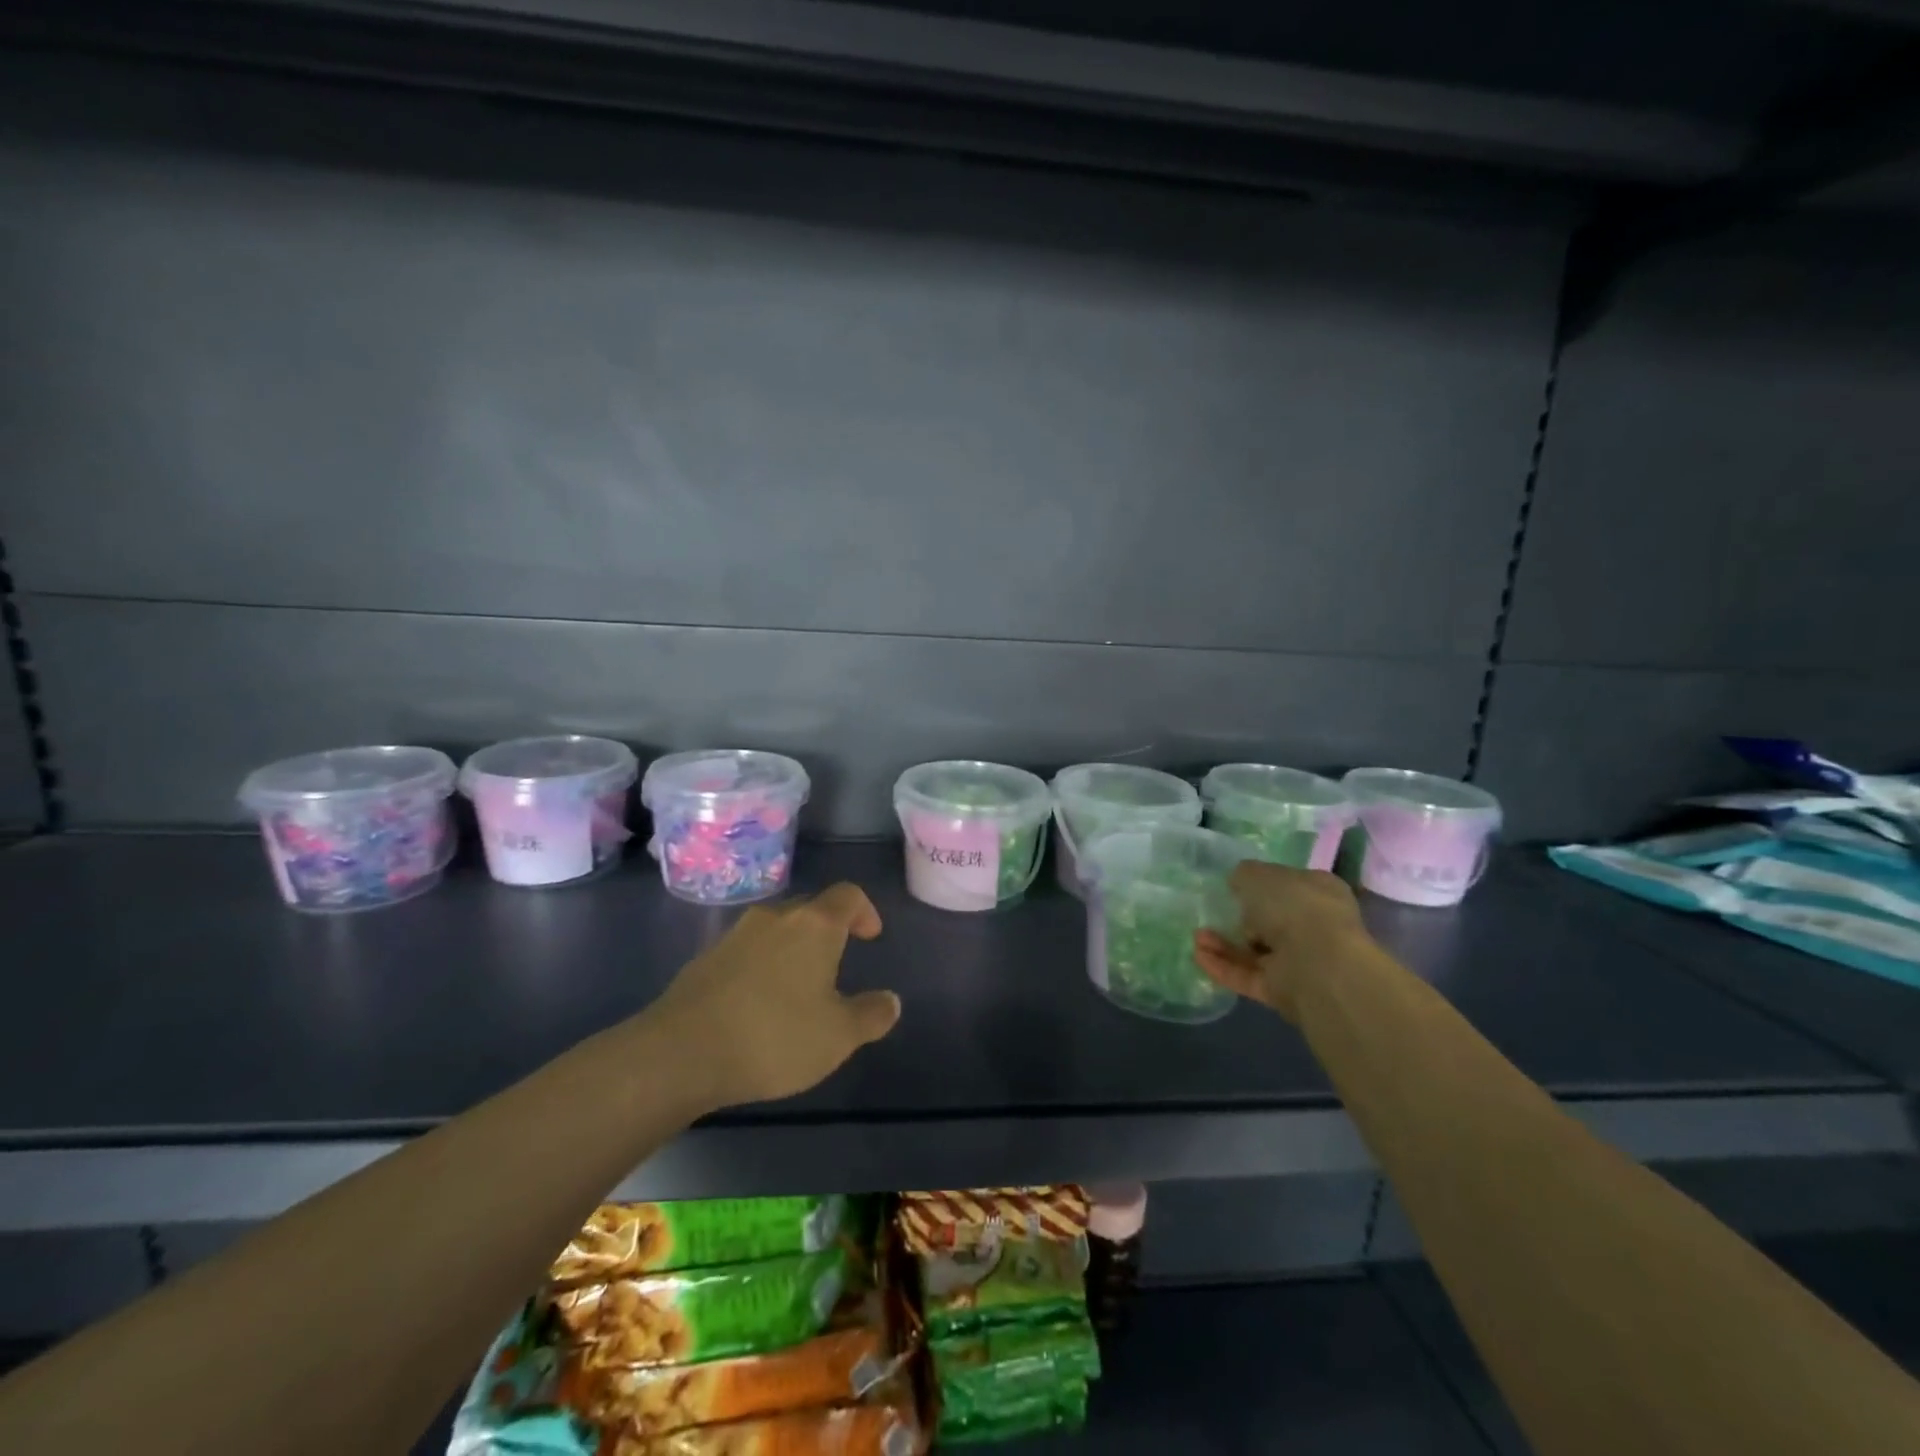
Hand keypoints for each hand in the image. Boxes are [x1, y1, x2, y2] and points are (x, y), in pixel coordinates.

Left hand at [646, 884, 901, 1109]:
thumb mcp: (838, 1036)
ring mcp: (735, 935)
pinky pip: (747, 951)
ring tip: (798, 987)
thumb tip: (890, 1001)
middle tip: (837, 962)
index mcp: (814, 925)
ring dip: (792, 949)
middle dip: (828, 930)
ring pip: (775, 930)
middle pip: (809, 908)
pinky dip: (762, 966)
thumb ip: (870, 1015)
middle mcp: (775, 918)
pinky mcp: (705, 959)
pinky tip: (759, 1005)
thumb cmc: (774, 1036)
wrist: (681, 1053)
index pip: (848, 895)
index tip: (870, 936)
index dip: (864, 911)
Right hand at [1193, 862, 1381, 1023]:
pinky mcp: (1284, 990)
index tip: (1233, 885)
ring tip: (1197, 936)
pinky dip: (1223, 966)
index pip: (1288, 885)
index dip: (1261, 884)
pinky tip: (1198, 955)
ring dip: (1224, 944)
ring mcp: (1300, 961)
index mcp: (1319, 891)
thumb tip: (1238, 882)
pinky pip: (1247, 976)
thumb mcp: (1257, 875)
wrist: (1317, 964)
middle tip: (1212, 913)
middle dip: (1238, 918)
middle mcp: (1314, 926)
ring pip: (1254, 950)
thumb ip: (1244, 875)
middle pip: (1270, 921)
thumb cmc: (1292, 906)